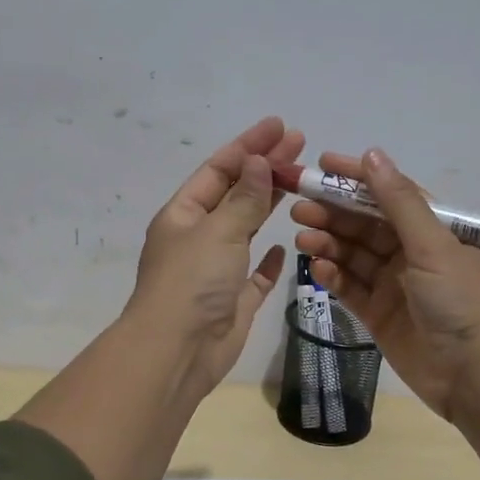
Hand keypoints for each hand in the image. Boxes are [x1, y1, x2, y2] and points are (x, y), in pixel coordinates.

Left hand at [125, 116, 304, 396]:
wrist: (178, 352)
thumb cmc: (192, 283)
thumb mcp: (218, 231)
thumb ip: (243, 198)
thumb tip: (258, 161)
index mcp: (184, 215)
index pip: (219, 169)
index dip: (249, 145)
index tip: (280, 127)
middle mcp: (198, 238)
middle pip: (235, 194)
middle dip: (265, 168)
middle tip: (300, 145)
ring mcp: (216, 270)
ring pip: (246, 228)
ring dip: (269, 205)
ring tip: (301, 181)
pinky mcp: (234, 300)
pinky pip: (255, 273)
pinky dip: (269, 259)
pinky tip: (286, 246)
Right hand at [291, 148, 479, 419]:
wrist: (475, 375)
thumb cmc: (460, 301)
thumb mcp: (432, 245)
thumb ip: (399, 202)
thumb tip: (373, 155)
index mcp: (432, 230)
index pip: (389, 194)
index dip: (356, 178)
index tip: (322, 165)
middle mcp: (411, 253)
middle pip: (365, 225)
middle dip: (333, 213)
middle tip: (298, 207)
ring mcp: (393, 285)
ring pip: (353, 255)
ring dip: (328, 243)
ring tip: (302, 237)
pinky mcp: (378, 315)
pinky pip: (350, 288)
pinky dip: (333, 276)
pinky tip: (316, 268)